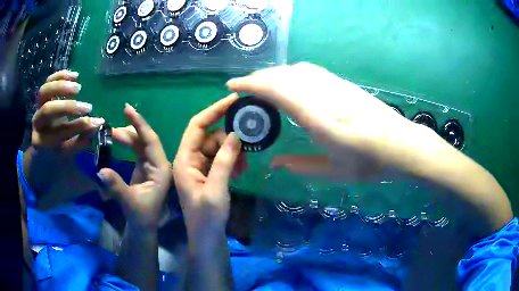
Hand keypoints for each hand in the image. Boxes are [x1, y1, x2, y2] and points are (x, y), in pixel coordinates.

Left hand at [32, 70, 103, 151]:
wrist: (44, 145)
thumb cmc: (58, 151)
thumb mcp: (69, 152)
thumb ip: (81, 140)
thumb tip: (97, 124)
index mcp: (41, 143)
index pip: (59, 133)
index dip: (77, 127)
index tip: (96, 122)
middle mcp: (37, 123)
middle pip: (48, 110)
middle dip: (68, 107)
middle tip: (88, 107)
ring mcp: (38, 107)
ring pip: (44, 91)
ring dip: (62, 87)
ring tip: (79, 88)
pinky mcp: (42, 96)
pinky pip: (48, 80)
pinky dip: (61, 75)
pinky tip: (75, 76)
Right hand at [97, 104, 170, 230]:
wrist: (143, 226)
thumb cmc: (142, 217)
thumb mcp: (129, 202)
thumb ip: (115, 186)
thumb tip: (100, 171)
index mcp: (161, 169)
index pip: (151, 141)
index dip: (140, 124)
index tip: (127, 109)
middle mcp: (159, 164)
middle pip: (145, 140)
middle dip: (130, 129)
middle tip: (111, 125)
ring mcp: (151, 165)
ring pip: (139, 144)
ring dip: (126, 136)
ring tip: (109, 134)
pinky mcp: (143, 168)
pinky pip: (135, 150)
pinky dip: (126, 144)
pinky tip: (115, 140)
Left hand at [173, 94, 244, 236]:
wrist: (206, 237)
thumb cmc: (207, 217)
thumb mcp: (216, 189)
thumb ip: (224, 161)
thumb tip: (236, 135)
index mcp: (184, 159)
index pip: (197, 125)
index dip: (214, 110)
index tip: (234, 100)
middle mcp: (189, 158)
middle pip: (210, 135)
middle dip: (229, 138)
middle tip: (249, 144)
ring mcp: (198, 166)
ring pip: (218, 146)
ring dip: (233, 151)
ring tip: (245, 165)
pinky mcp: (207, 173)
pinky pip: (221, 158)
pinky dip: (232, 160)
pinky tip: (241, 171)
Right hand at [226, 62, 448, 181]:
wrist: (402, 144)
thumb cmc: (371, 163)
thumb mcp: (335, 173)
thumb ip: (302, 166)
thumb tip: (276, 164)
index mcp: (320, 120)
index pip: (278, 92)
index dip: (252, 85)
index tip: (233, 86)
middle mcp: (325, 97)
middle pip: (284, 76)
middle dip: (258, 77)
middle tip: (243, 87)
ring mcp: (336, 87)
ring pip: (297, 70)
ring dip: (275, 73)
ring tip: (262, 84)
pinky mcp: (344, 84)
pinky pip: (311, 71)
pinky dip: (292, 73)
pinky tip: (289, 81)